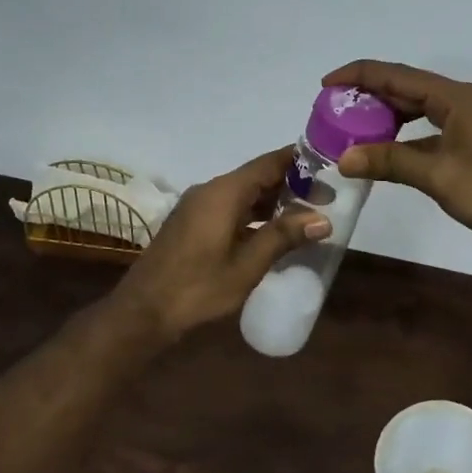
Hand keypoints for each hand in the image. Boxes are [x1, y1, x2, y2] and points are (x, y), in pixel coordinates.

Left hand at [113, 147, 330, 342]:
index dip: (299, 161)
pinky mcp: (192, 224)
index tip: (328, 164)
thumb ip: (283, 237)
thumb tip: (323, 220)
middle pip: (257, 177)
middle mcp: (210, 191)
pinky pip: (230, 208)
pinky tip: (273, 232)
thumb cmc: (198, 287)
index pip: (268, 163)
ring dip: (273, 202)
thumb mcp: (247, 265)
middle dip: (291, 185)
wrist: (143, 311)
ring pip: (244, 194)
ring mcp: (198, 207)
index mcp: (224, 193)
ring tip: (307, 214)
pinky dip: (254, 214)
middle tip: (326, 197)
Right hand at [322, 60, 471, 252]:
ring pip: (416, 110)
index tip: (326, 84)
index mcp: (454, 97)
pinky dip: (402, 138)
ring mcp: (467, 124)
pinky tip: (383, 153)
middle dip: (368, 96)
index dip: (359, 75)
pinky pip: (426, 131)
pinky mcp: (470, 146)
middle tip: (333, 110)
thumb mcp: (438, 174)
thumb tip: (344, 157)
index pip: (396, 75)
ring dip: (384, 118)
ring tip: (350, 129)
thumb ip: (390, 161)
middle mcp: (460, 102)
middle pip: (405, 89)